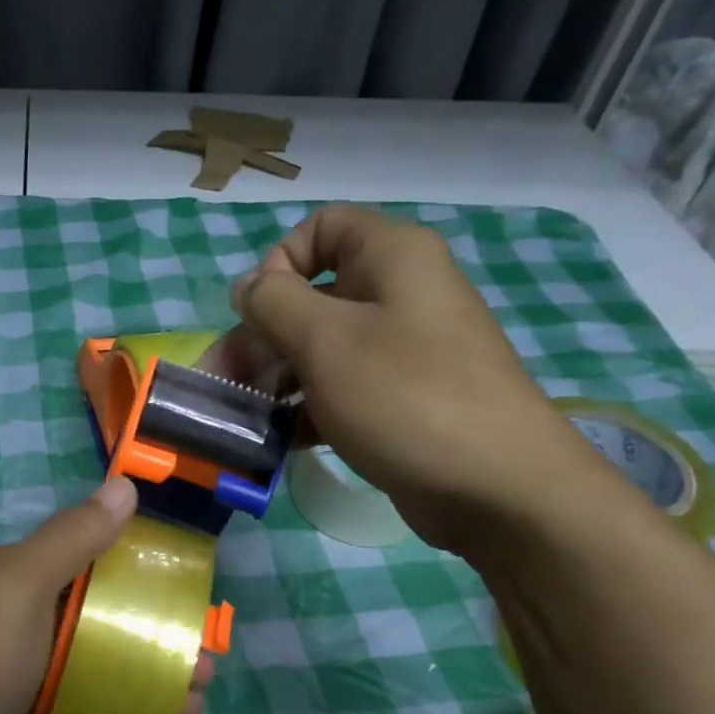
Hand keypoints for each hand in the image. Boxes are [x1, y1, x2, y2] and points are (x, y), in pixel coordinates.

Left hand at [0, 476, 215, 713]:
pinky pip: (79, 695)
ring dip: (147, 670)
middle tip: (206, 659)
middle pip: (100, 609)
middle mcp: (13, 612)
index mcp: (12, 573)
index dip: (141, 566)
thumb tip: (123, 486)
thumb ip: (72, 538)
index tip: (191, 589)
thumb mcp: (22, 586)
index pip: (89, 554)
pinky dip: (118, 702)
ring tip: (196, 698)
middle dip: (155, 628)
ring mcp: (15, 667)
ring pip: (95, 656)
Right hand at [198, 205, 613, 553]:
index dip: (278, 263)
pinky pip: (339, 389)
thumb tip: (246, 286)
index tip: (258, 315)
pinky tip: (276, 442)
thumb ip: (273, 303)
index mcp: (390, 257)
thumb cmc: (404, 397)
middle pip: (310, 298)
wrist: (495, 485)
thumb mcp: (325, 341)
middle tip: (220, 385)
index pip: (321, 228)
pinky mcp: (398, 400)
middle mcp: (397, 294)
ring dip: (273, 380)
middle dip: (259, 339)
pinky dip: (304, 410)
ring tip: (241, 420)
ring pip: (319, 349)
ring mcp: (401, 351)